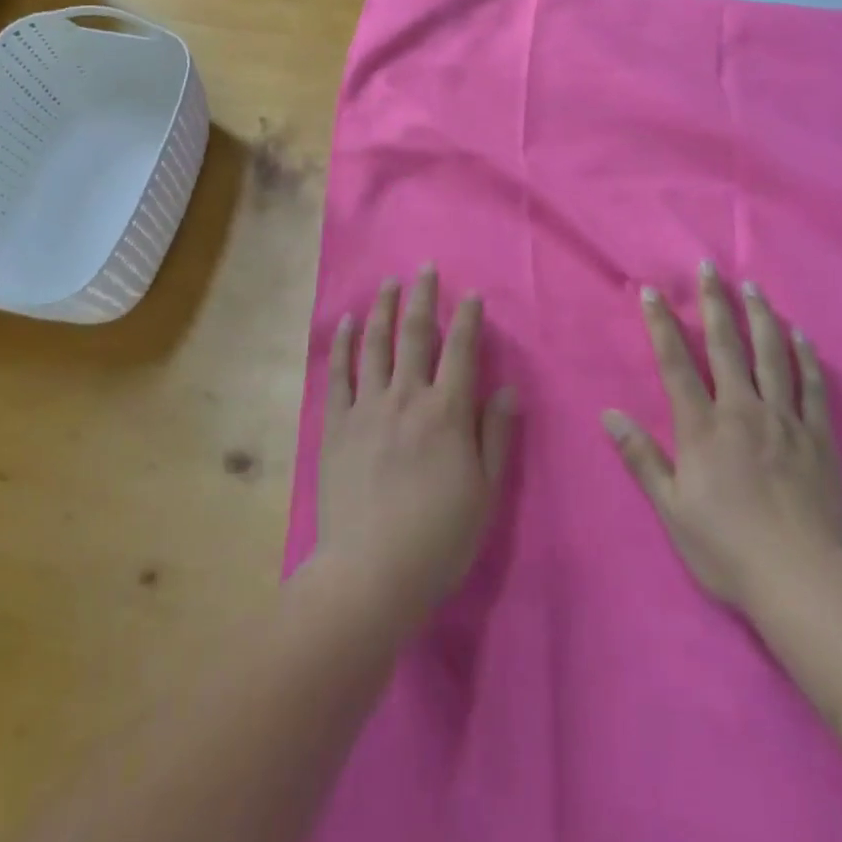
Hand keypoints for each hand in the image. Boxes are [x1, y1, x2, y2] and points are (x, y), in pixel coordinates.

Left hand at [316, 268, 518, 622]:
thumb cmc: (438, 538)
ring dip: (384, 309)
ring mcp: (366, 408)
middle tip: (425, 268)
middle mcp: (406, 397)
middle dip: (423, 297)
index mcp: (447, 412)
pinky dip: (344, 345)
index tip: (472, 294)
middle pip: (416, 334)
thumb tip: (506, 389)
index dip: (469, 318)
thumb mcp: (485, 492)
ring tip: (389, 283)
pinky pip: (339, 374)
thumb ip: (495, 435)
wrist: (370, 573)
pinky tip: (348, 324)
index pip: (462, 350)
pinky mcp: (335, 425)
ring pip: (376, 345)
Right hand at [602, 262, 841, 612]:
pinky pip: (811, 387)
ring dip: (760, 317)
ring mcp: (785, 420)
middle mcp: (742, 411)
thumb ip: (642, 458)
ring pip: (771, 356)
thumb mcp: (673, 510)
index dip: (661, 325)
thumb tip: (608, 414)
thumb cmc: (729, 548)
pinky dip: (804, 358)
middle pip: (726, 346)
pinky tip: (800, 336)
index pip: (676, 364)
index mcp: (703, 427)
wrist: (806, 580)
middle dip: (714, 303)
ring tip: (753, 287)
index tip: (652, 291)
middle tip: (709, 267)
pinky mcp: (818, 438)